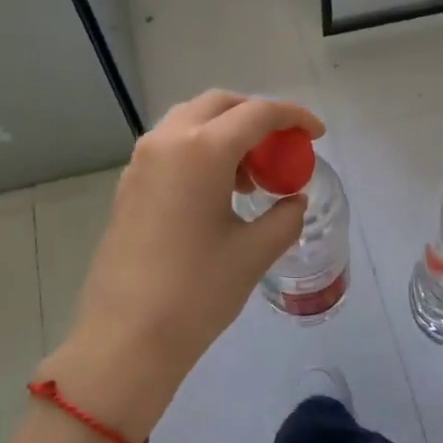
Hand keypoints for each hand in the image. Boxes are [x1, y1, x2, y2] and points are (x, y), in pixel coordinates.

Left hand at [38, 91, 324, 441]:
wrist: (126, 337)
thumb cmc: (197, 292)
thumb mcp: (254, 252)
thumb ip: (284, 216)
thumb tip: (293, 200)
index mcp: (202, 149)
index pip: (257, 113)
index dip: (294, 117)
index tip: (316, 133)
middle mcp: (167, 141)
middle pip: (219, 105)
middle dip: (256, 115)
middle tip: (282, 145)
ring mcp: (141, 161)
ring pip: (190, 121)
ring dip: (225, 132)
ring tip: (250, 177)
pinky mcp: (128, 184)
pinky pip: (170, 147)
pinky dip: (200, 151)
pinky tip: (216, 192)